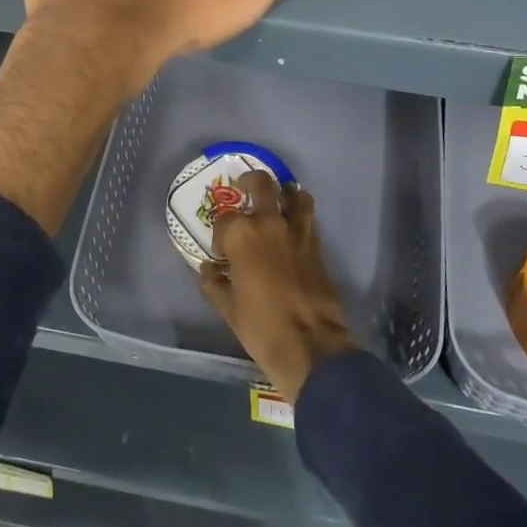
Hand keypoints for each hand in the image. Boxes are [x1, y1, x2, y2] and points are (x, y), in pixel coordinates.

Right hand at [199, 170, 357, 401]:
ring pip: (294, 193)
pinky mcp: (317, 244)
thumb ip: (215, 284)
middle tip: (244, 189)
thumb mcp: (228, 310)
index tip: (221, 251)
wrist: (311, 344)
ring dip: (284, 193)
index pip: (225, 220)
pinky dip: (300, 214)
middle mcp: (270, 223)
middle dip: (250, 182)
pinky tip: (292, 227)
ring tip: (277, 202)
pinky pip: (308, 217)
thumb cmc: (262, 327)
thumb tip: (209, 269)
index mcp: (243, 236)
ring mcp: (297, 231)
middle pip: (262, 184)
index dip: (220, 233)